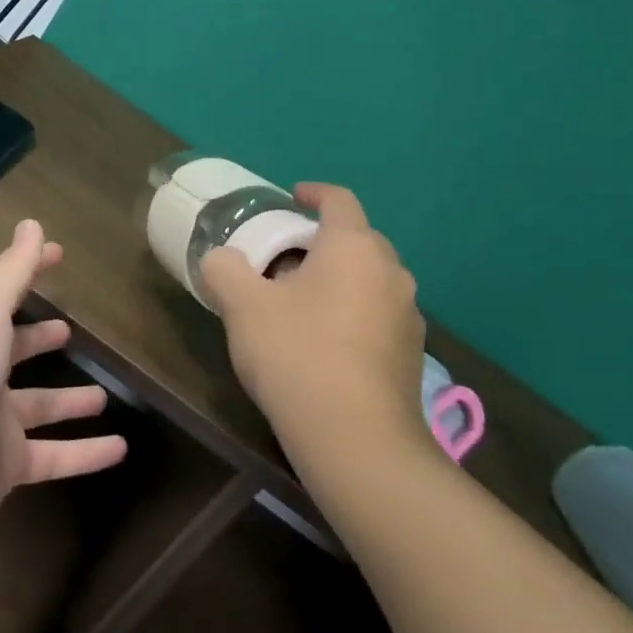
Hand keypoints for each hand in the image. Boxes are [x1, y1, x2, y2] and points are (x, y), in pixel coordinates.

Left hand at [0, 219, 127, 575]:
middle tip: (70, 331)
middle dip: (39, 340)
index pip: (4, 295)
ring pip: (40, 409)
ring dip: (71, 402)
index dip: (30, 272)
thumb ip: (11, 272)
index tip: (59, 255)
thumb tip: (33, 224)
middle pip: (15, 353)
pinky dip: (86, 454)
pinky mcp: (3, 473)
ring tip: (106, 396)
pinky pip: (54, 458)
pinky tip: (121, 449)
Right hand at [199, 183, 424, 443]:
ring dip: (340, 279)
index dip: (313, 193)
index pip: (338, 200)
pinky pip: (379, 314)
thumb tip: (220, 259)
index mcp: (354, 246)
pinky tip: (327, 344)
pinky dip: (354, 313)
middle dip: (321, 242)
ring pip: (370, 278)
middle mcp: (391, 271)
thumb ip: (225, 270)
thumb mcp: (243, 307)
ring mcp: (408, 314)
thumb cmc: (297, 355)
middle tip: (284, 260)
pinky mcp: (412, 353)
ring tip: (303, 303)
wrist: (357, 440)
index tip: (291, 198)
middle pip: (356, 239)